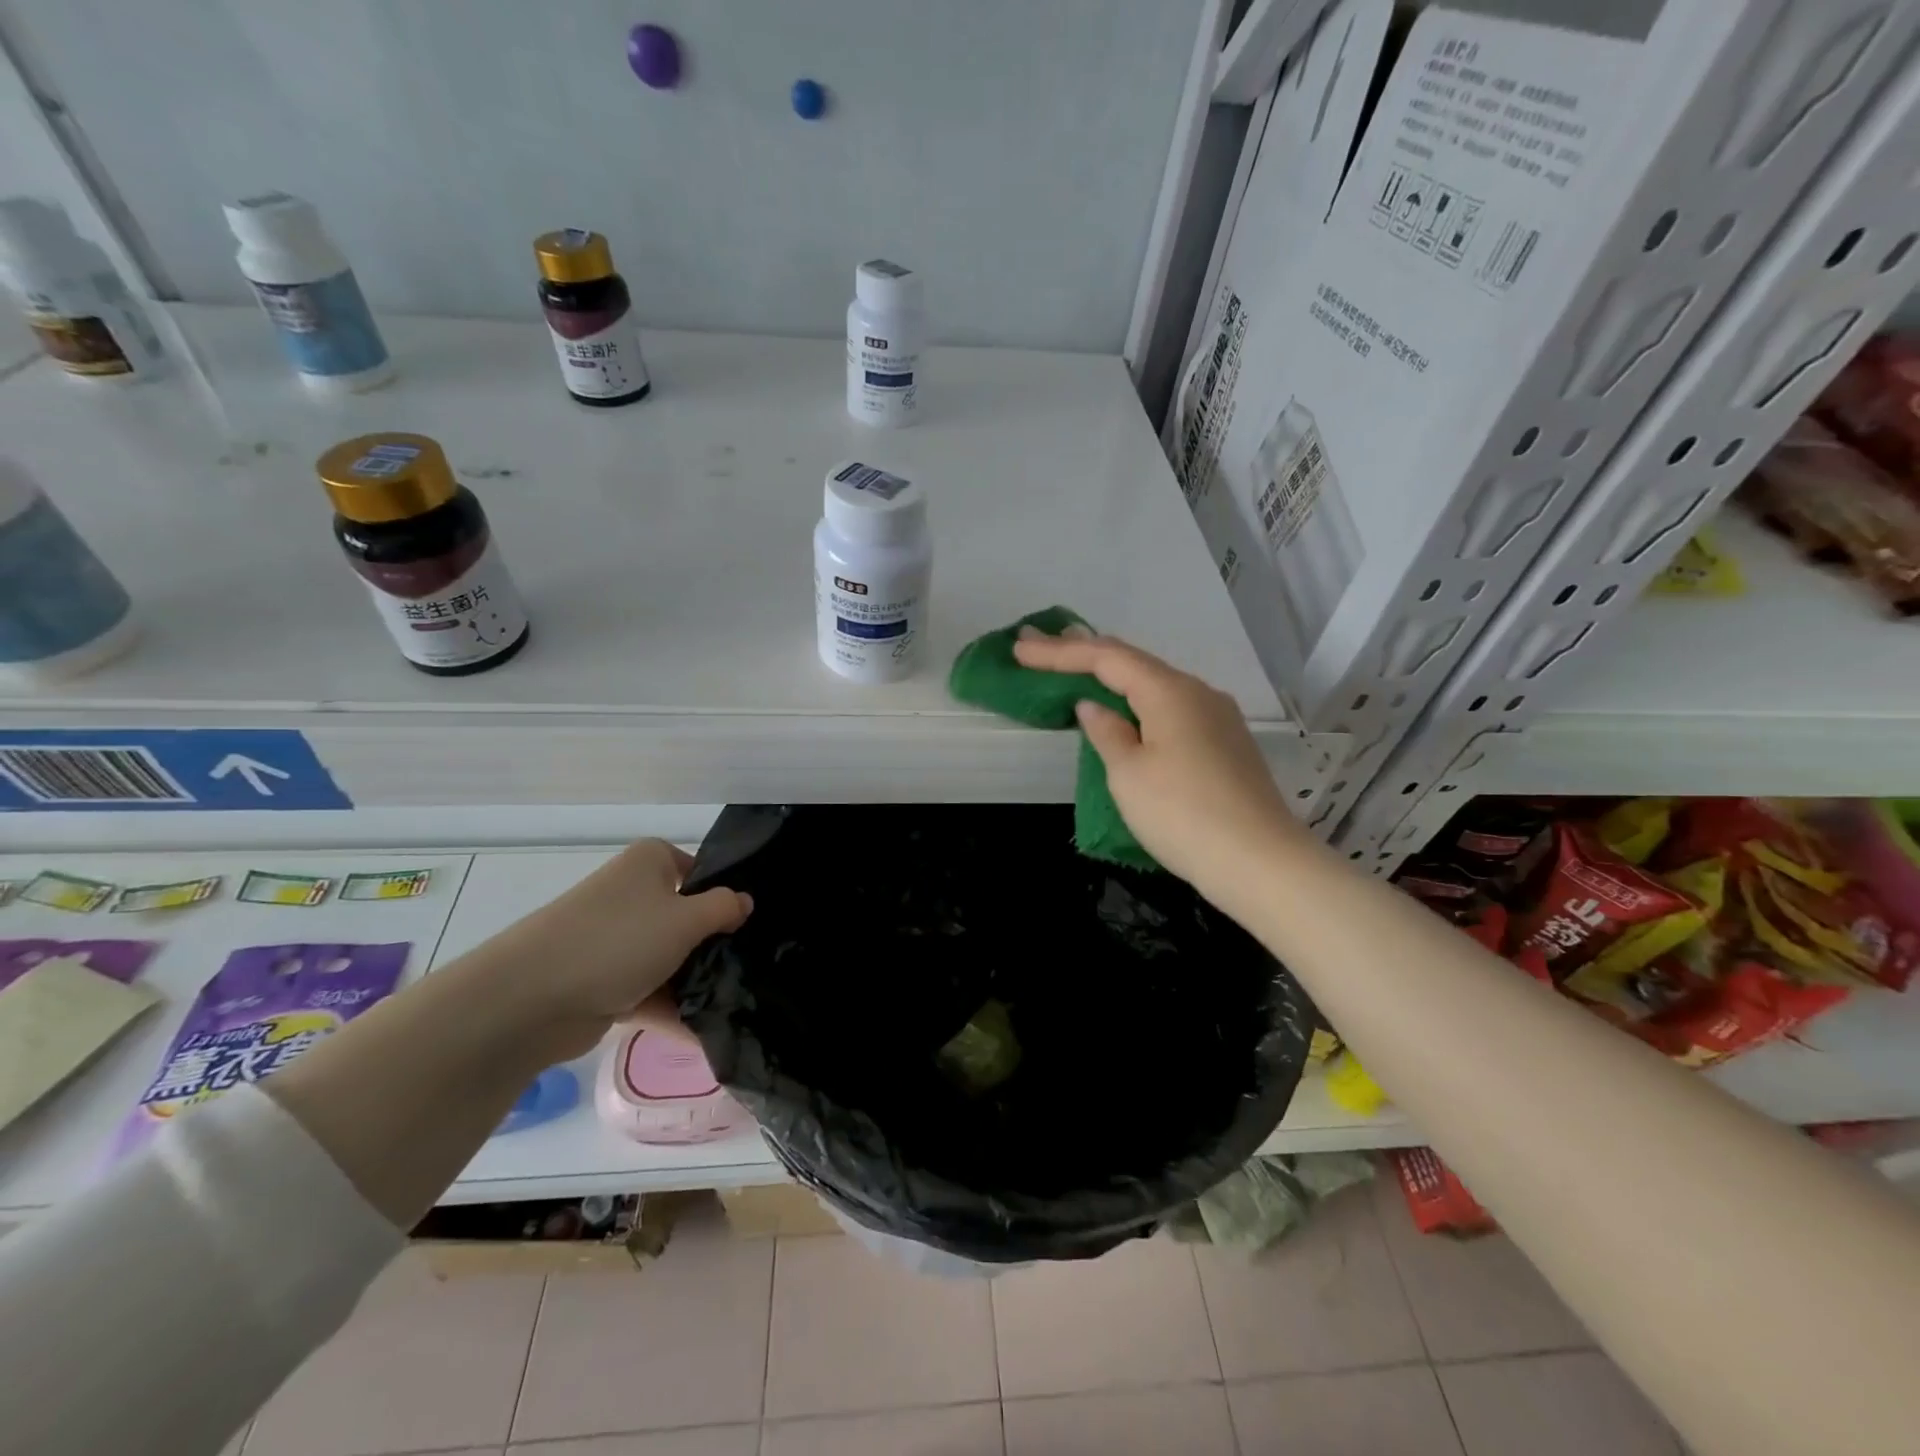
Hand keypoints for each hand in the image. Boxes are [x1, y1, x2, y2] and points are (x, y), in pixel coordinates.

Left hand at [472, 839, 751, 1059]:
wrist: (528, 1000)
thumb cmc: (618, 941)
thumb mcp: (686, 919)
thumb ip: (724, 908)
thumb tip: (744, 902)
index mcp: (648, 863)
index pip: (700, 871)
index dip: (726, 895)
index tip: (753, 924)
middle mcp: (631, 895)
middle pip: (687, 917)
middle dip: (714, 944)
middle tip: (753, 966)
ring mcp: (615, 940)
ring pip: (669, 958)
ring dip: (695, 982)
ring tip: (738, 1004)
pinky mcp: (602, 982)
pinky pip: (649, 993)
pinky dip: (673, 1011)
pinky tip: (707, 1036)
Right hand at [1012, 631, 1301, 906]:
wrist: (1260, 862)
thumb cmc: (1182, 815)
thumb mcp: (1129, 775)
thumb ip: (1107, 733)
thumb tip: (1094, 707)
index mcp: (1170, 691)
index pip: (1105, 657)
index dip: (1058, 652)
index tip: (1019, 649)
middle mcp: (1197, 692)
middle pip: (1133, 662)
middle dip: (1083, 653)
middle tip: (1040, 646)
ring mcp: (1217, 717)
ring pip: (1154, 684)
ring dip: (1112, 676)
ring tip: (1075, 666)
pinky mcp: (1225, 743)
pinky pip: (1170, 707)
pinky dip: (1137, 700)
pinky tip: (1125, 708)